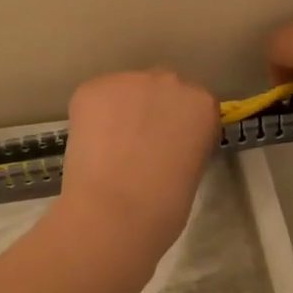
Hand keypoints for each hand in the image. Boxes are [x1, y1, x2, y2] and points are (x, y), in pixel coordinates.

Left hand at [57, 69, 217, 256]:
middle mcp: (169, 81)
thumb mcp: (192, 169)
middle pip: (160, 89)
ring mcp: (128, 80)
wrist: (115, 212)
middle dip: (151, 110)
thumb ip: (183, 143)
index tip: (171, 145)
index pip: (194, 103)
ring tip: (110, 147)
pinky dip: (92, 118)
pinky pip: (94, 98)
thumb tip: (163, 144)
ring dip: (120, 111)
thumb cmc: (164, 206)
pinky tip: (91, 145)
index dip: (180, 124)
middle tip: (139, 145)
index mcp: (202, 103)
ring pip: (124, 91)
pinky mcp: (92, 88)